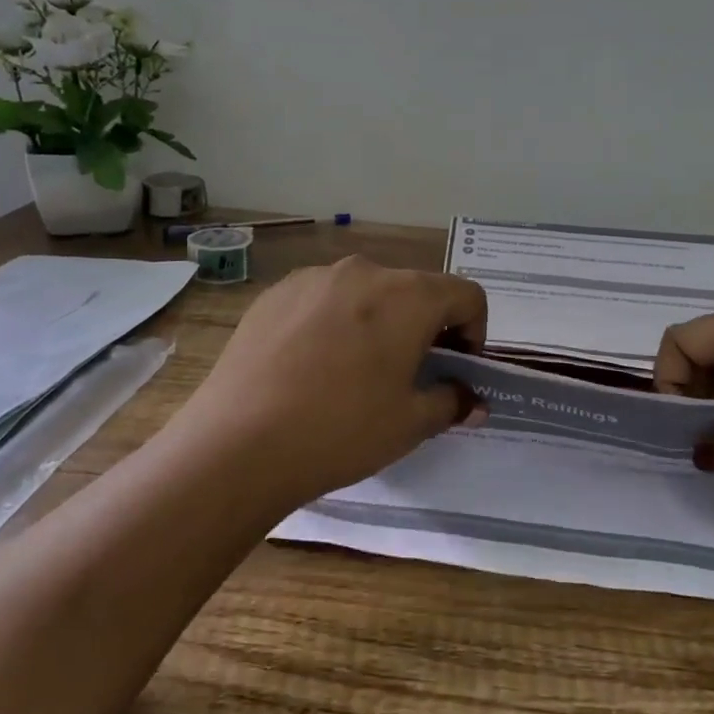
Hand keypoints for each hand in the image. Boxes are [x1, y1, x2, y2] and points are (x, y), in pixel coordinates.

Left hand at [176, 256, 488, 508]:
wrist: (238, 443)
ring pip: (366, 292)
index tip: (457, 369)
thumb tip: (471, 399)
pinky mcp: (274, 294)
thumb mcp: (410, 424)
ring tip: (355, 371)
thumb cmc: (341, 429)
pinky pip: (323, 300)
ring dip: (378, 322)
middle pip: (415, 290)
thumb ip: (450, 402)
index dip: (474, 331)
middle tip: (409, 375)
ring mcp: (314, 278)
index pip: (466, 295)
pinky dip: (334, 323)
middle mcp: (364, 271)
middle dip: (425, 327)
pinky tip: (310, 367)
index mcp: (408, 295)